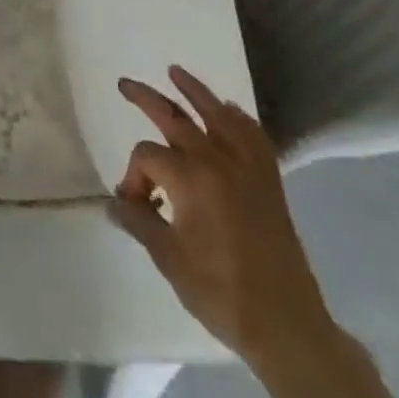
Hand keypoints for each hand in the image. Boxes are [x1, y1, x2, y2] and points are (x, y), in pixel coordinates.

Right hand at [109, 66, 338, 372]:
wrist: (286, 326)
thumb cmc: (221, 292)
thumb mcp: (169, 259)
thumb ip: (138, 222)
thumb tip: (112, 203)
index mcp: (190, 179)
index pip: (147, 156)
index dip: (132, 177)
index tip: (132, 206)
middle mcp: (217, 161)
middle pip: (175, 117)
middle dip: (146, 98)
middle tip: (125, 83)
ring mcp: (247, 168)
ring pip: (216, 114)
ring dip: (194, 91)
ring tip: (175, 71)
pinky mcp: (269, 181)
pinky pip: (252, 136)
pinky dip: (238, 118)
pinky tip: (228, 110)